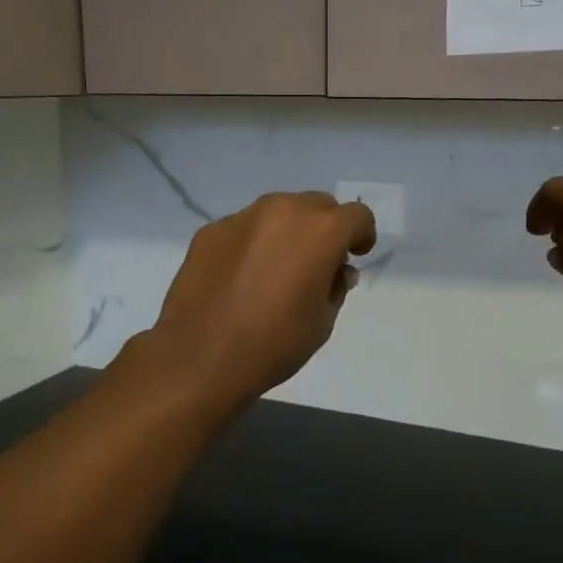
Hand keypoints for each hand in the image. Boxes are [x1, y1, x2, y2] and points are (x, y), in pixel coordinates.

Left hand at [142, 192, 376, 407]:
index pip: (357, 215)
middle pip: (317, 205)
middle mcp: (283, 211)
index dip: (361, 235)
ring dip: (287, 231)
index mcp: (321, 231)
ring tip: (275, 269)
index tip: (354, 256)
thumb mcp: (323, 322)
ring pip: (278, 211)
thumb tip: (335, 270)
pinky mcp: (211, 230)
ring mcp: (243, 217)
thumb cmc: (274, 343)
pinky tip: (241, 277)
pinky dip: (252, 243)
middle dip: (324, 228)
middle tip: (316, 263)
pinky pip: (244, 228)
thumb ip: (336, 287)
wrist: (201, 356)